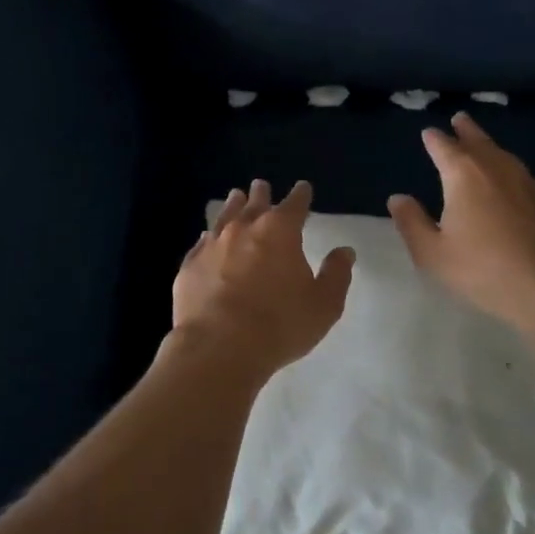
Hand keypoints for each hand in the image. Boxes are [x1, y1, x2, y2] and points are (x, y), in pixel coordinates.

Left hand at [171, 179, 355, 377]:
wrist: (219, 347)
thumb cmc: (279, 325)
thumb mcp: (323, 304)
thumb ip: (336, 274)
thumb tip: (344, 251)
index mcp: (280, 231)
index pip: (295, 204)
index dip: (301, 195)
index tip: (303, 188)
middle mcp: (244, 229)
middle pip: (255, 203)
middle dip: (261, 194)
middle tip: (261, 186)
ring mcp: (212, 245)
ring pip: (225, 217)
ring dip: (233, 206)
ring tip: (235, 197)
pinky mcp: (189, 266)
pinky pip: (202, 243)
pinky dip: (209, 237)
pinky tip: (208, 239)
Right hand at [388, 113, 534, 335]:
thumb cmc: (483, 270)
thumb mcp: (433, 254)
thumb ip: (412, 223)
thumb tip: (398, 198)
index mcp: (463, 175)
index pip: (444, 148)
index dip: (434, 139)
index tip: (428, 133)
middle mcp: (496, 169)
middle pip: (478, 142)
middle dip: (466, 131)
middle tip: (460, 119)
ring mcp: (527, 183)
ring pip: (504, 155)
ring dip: (490, 146)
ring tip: (483, 144)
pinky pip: (524, 175)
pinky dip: (512, 171)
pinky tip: (515, 182)